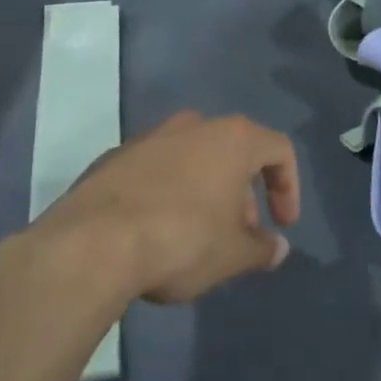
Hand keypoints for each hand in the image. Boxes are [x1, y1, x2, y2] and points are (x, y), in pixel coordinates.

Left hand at [35, 110, 300, 303]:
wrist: (92, 243)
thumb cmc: (182, 240)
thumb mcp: (232, 254)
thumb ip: (261, 248)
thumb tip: (277, 248)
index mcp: (232, 138)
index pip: (279, 150)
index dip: (289, 187)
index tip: (282, 225)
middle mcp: (194, 125)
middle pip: (234, 151)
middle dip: (244, 192)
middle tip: (240, 234)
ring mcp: (150, 137)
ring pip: (193, 158)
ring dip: (206, 191)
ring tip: (199, 235)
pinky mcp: (115, 157)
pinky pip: (156, 170)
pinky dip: (168, 192)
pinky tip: (156, 231)